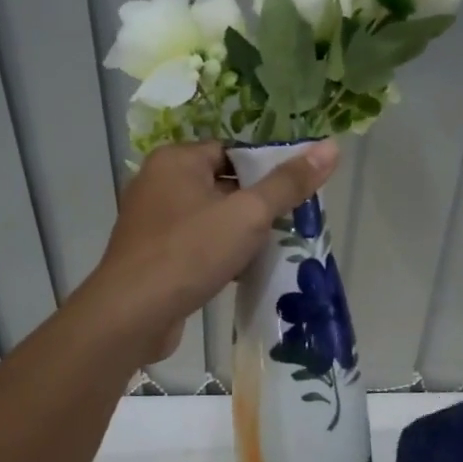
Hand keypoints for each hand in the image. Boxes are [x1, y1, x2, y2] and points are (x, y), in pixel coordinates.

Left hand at [79, 140, 338, 364]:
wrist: (132, 315)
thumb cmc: (191, 253)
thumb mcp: (248, 214)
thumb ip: (288, 183)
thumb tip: (330, 146)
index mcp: (176, 160)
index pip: (233, 152)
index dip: (266, 170)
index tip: (294, 194)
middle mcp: (158, 183)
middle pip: (222, 184)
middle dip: (256, 205)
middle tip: (290, 224)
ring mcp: (151, 221)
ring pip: (210, 217)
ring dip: (239, 233)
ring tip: (273, 249)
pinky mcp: (152, 255)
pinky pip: (195, 244)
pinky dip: (218, 254)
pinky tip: (243, 273)